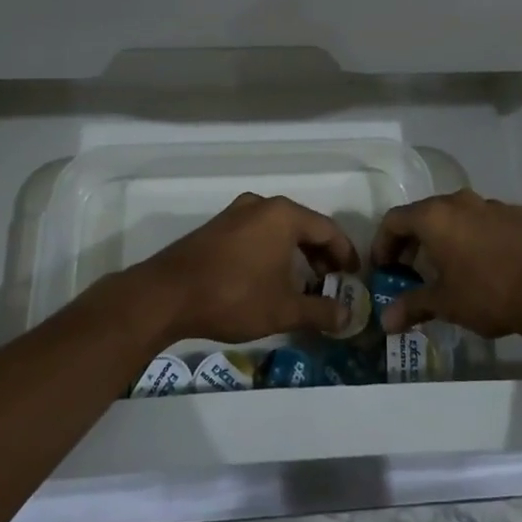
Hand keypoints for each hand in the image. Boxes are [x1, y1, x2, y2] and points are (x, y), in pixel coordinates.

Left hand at [125, 194, 359, 344]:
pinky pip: (257, 234)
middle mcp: (262, 205)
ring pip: (278, 230)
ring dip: (296, 254)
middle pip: (303, 226)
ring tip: (302, 283)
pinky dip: (272, 252)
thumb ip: (320, 312)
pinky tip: (269, 278)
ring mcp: (236, 214)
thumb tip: (348, 316)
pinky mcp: (216, 228)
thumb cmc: (234, 296)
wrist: (167, 295)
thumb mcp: (284, 309)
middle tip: (331, 282)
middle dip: (321, 255)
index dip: (345, 254)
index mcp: (284, 215)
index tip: (354, 276)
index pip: (328, 230)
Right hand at [373, 190, 521, 342]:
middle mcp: (460, 201)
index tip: (383, 269)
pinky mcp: (518, 215)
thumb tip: (385, 321)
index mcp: (435, 216)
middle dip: (413, 241)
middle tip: (410, 270)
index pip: (395, 220)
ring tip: (447, 270)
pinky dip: (473, 238)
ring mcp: (492, 205)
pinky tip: (483, 266)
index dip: (383, 244)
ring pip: (456, 216)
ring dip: (444, 238)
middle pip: (425, 214)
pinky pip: (484, 222)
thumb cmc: (488, 292)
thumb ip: (413, 306)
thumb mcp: (445, 303)